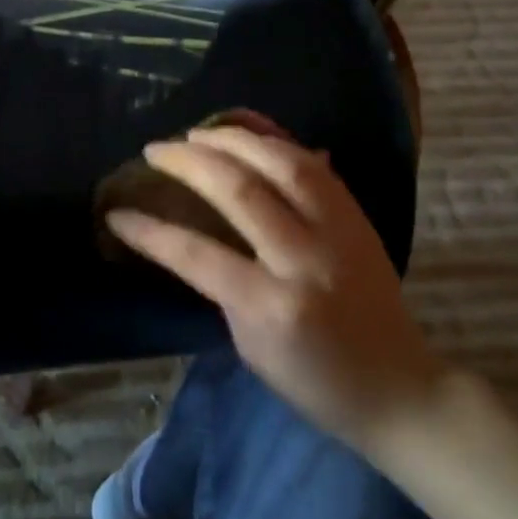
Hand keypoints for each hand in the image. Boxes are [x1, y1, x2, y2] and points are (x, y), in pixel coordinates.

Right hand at [106, 125, 445, 453]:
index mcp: (272, 305)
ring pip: (283, 162)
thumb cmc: (314, 381)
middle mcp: (306, 259)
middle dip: (189, 162)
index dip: (150, 231)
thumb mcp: (251, 345)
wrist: (400, 389)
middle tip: (156, 150)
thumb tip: (192, 233)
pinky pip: (314, 165)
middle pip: (240, 190)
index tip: (117, 212)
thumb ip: (223, 285)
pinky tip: (249, 129)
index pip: (196, 255)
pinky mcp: (359, 218)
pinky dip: (277, 140)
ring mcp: (339, 232)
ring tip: (197, 131)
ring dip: (234, 137)